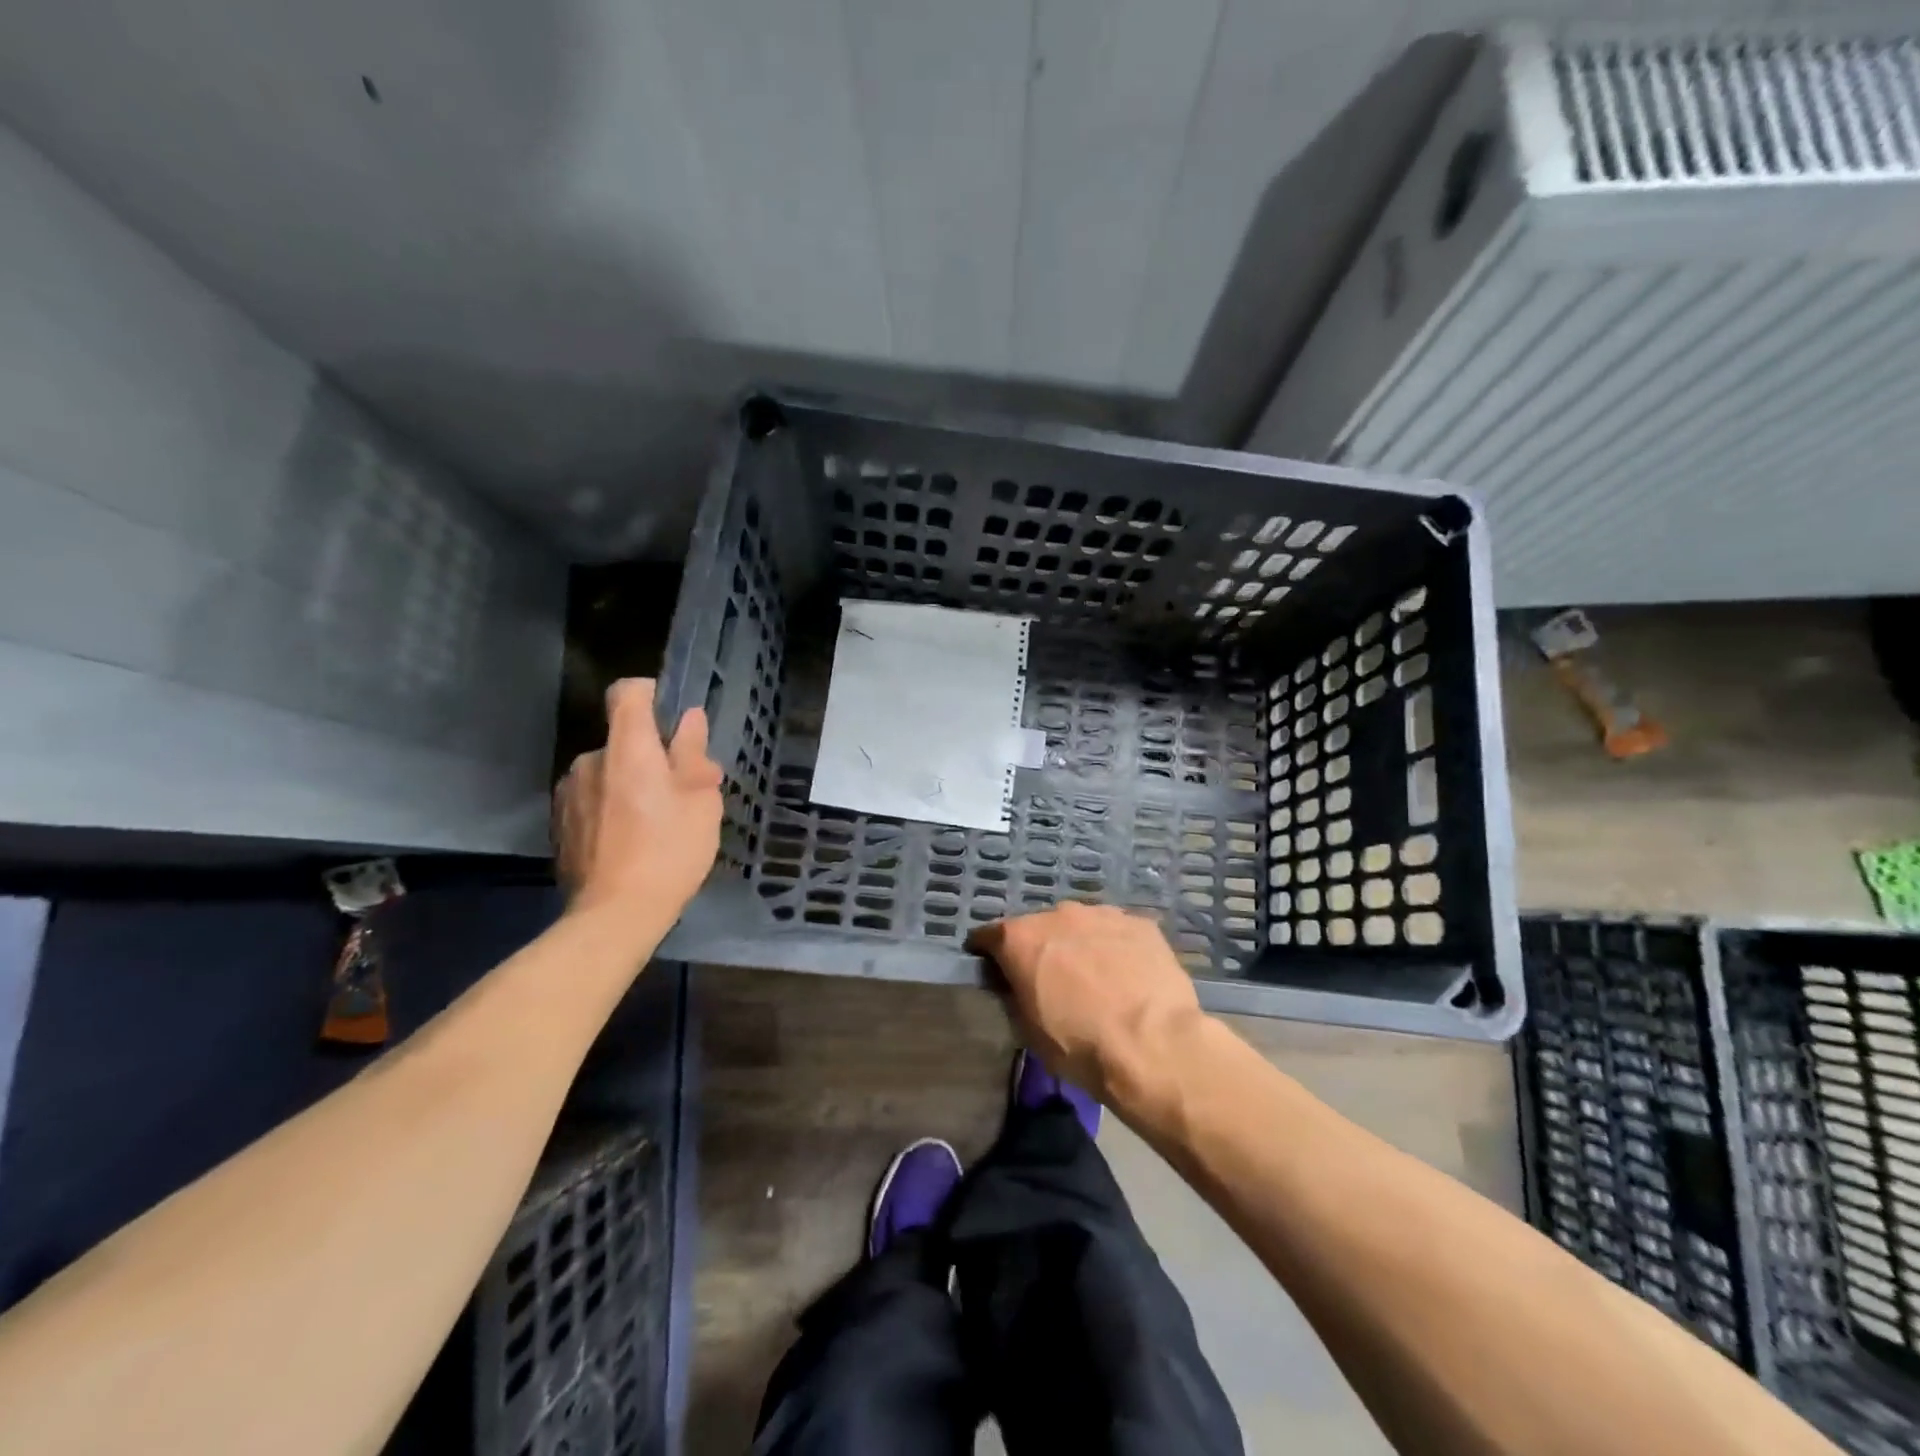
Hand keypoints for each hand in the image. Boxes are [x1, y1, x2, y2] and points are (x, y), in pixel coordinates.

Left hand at [554, 678, 723, 920]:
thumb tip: (689, 720)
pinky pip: (591, 800)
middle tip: (680, 792)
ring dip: (629, 784)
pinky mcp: (558, 824)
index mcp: (628, 748)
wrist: (615, 914)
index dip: (649, 693)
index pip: (627, 693)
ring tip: (653, 823)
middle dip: (650, 756)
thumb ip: (692, 755)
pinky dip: (610, 809)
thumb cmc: (669, 850)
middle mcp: (590, 760)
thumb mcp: (700, 801)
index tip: (671, 716)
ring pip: (607, 773)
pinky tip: (628, 842)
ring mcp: (568, 793)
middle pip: (622, 740)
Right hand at [968, 903, 1204, 1105]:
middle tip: (1052, 978)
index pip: (990, 935)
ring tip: (1095, 976)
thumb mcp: (1029, 1030)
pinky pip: (1117, 932)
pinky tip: (1127, 975)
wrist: (1153, 1045)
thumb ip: (1016, 993)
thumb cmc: (1081, 1045)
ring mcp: (1102, 914)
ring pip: (1081, 925)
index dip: (988, 951)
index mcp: (1022, 938)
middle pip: (1040, 926)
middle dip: (1041, 947)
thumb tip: (1017, 983)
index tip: (993, 966)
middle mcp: (1058, 915)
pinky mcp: (1140, 923)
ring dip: (1080, 944)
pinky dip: (1115, 948)